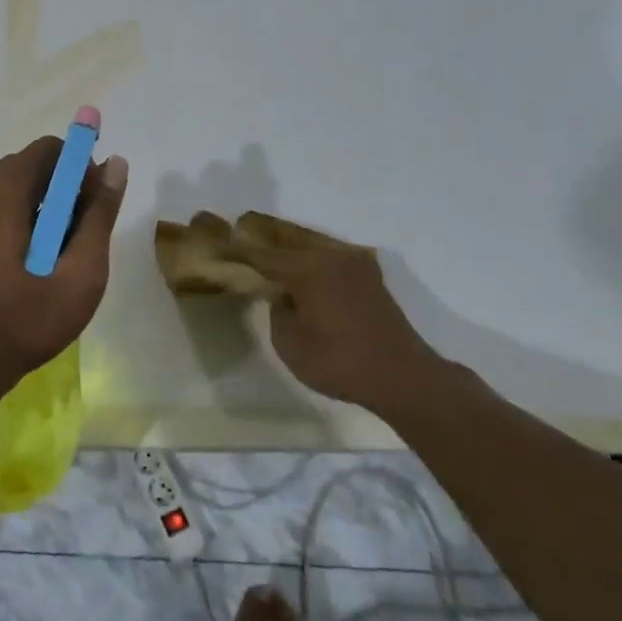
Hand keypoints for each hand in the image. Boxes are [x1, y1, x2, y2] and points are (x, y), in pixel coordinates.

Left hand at [0, 138, 128, 398]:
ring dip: (34, 214)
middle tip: (76, 244)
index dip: (80, 171)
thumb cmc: (19, 323)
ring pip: (4, 194)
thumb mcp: (77, 276)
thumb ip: (98, 216)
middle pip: (26, 170)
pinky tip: (16, 273)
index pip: (49, 150)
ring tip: (48, 265)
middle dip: (59, 195)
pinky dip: (7, 227)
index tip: (92, 210)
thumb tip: (115, 164)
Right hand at [237, 244, 439, 412]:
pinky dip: (312, 263)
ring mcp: (353, 263)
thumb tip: (281, 296)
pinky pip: (329, 260)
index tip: (218, 248)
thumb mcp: (291, 345)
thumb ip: (277, 312)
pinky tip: (302, 275)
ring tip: (269, 261)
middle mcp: (330, 257)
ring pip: (311, 248)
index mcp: (308, 269)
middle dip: (264, 247)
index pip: (262, 255)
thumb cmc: (341, 363)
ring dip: (289, 254)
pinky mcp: (369, 276)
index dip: (238, 252)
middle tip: (240, 250)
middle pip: (287, 244)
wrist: (403, 376)